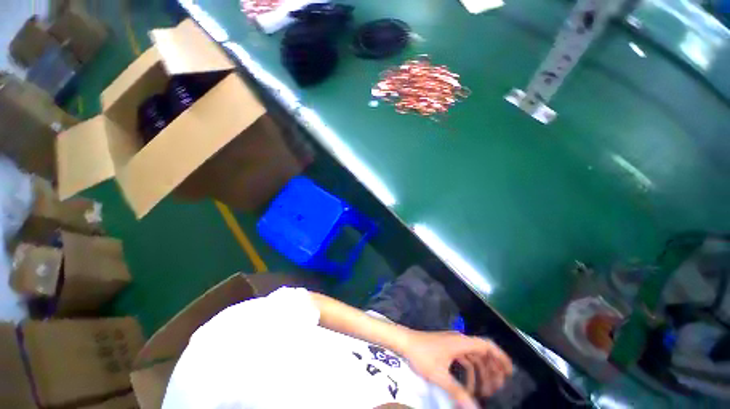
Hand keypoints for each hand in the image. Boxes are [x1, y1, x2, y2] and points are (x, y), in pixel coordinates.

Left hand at [398, 331, 512, 408]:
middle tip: (498, 389)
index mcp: (461, 342)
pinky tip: (467, 387)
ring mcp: (452, 343)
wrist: (404, 341)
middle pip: (482, 352)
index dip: (500, 357)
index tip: (510, 373)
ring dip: (480, 372)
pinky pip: (463, 359)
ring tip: (484, 392)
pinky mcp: (445, 348)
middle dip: (492, 370)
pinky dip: (469, 372)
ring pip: (472, 357)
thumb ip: (458, 393)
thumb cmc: (422, 355)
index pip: (487, 346)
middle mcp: (459, 340)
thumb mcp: (440, 375)